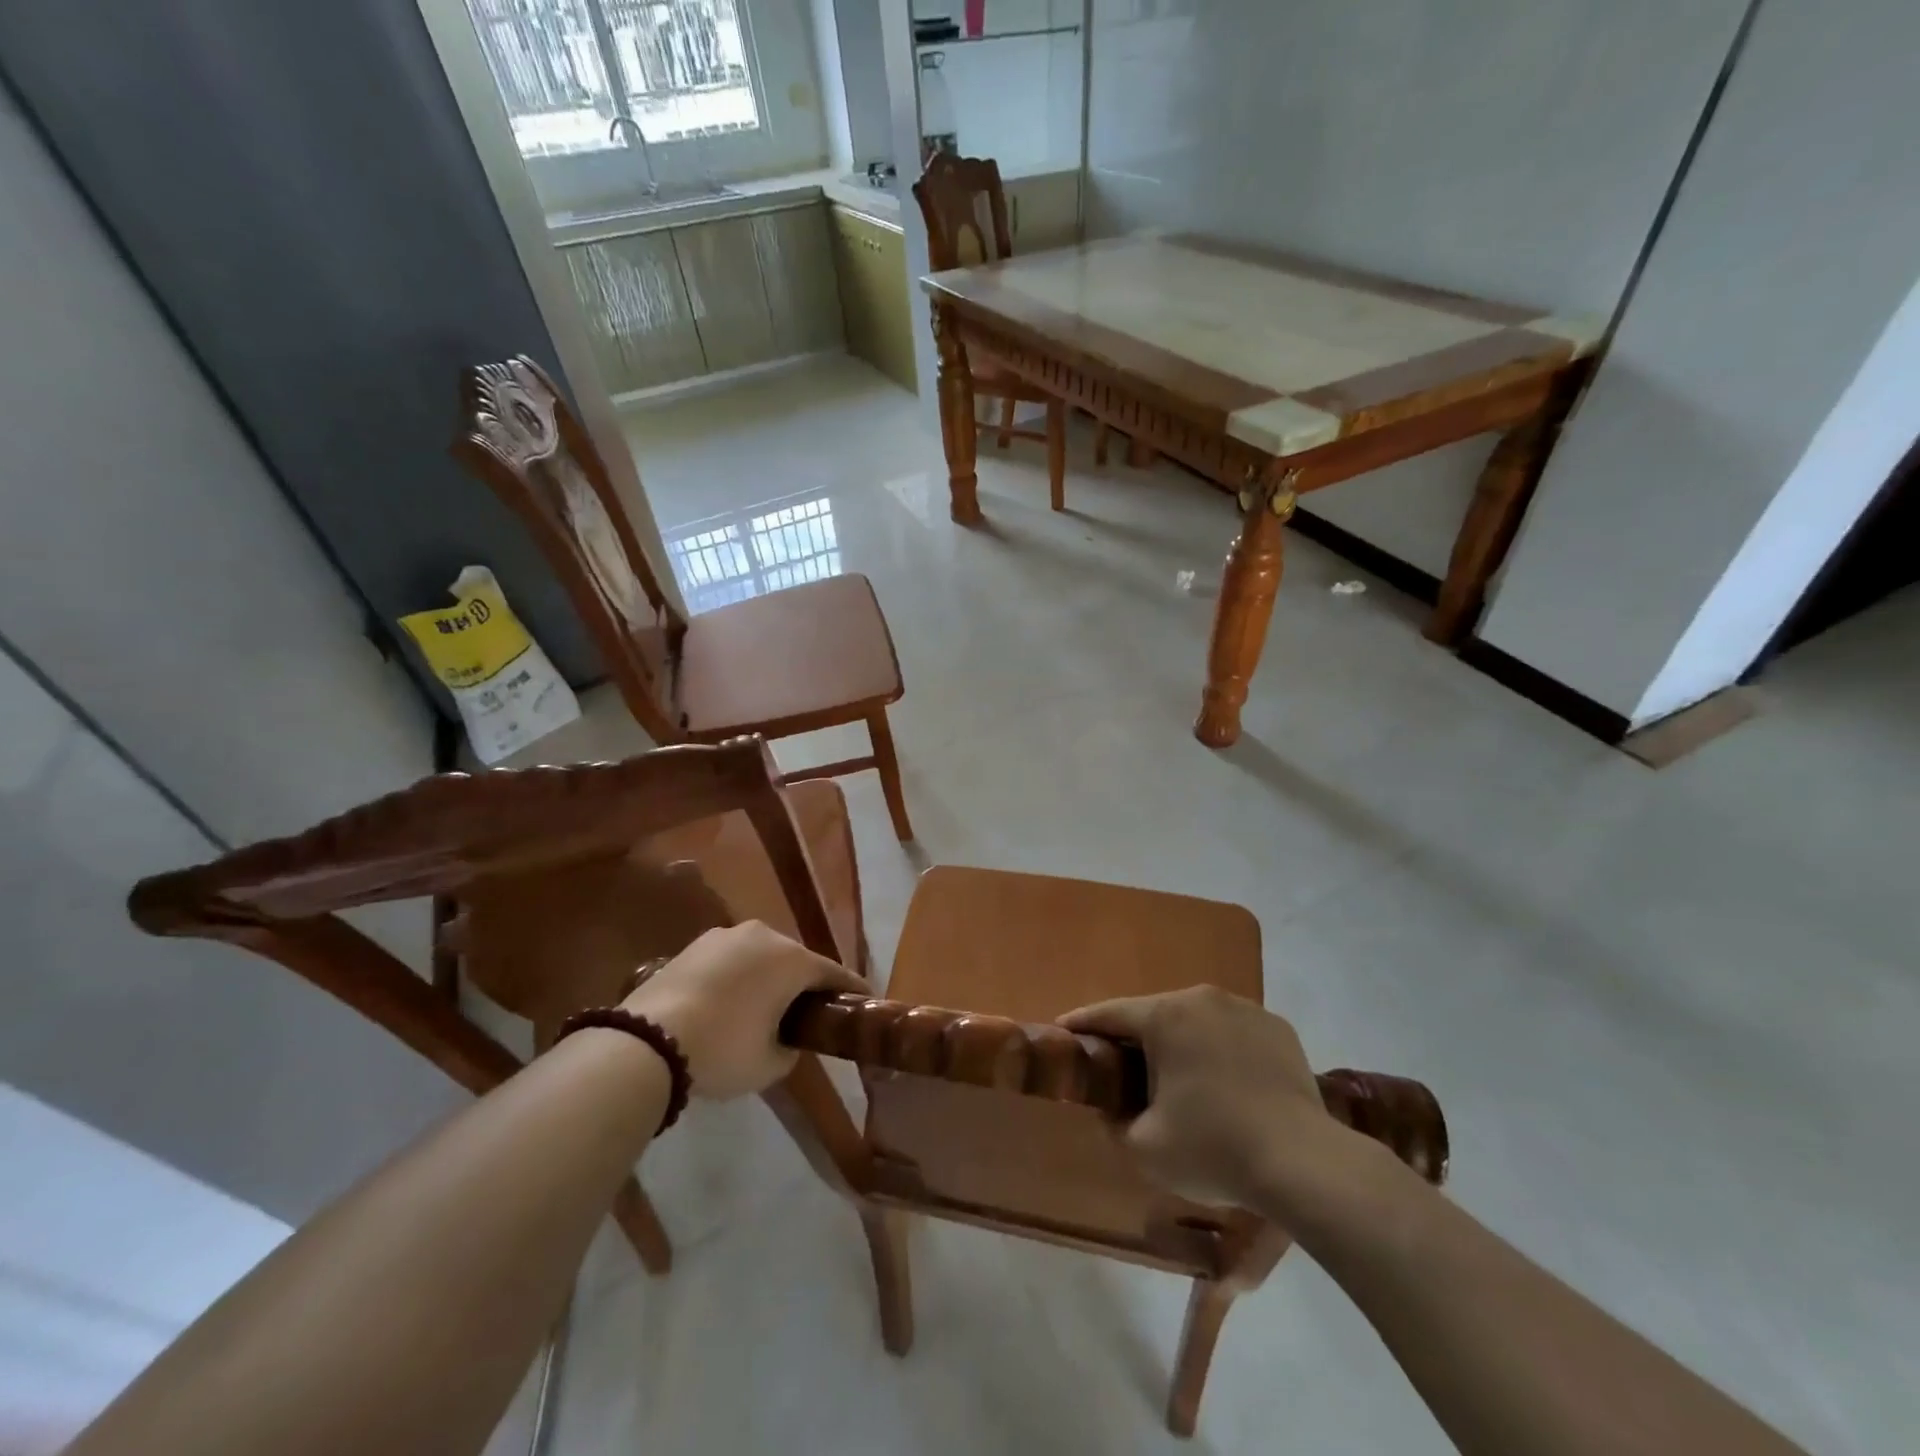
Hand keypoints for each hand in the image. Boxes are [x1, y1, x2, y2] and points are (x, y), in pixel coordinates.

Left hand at [621, 922, 863, 1098]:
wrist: (645, 1042)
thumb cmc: (722, 1050)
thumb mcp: (770, 1064)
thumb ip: (792, 1047)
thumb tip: (789, 1039)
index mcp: (792, 959)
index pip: (834, 973)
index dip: (852, 990)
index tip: (865, 1000)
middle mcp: (764, 935)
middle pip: (796, 960)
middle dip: (805, 984)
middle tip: (808, 1013)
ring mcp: (725, 936)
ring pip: (761, 956)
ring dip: (769, 977)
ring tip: (764, 1007)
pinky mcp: (694, 945)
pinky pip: (731, 960)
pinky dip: (738, 977)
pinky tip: (728, 1003)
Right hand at [1060, 986, 1345, 1213]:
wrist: (1305, 1164)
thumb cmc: (1214, 1149)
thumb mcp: (1144, 1148)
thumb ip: (1115, 1122)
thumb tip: (1114, 1111)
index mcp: (1166, 1016)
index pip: (1111, 1013)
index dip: (1083, 1023)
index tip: (1063, 1028)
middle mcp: (1203, 999)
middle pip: (1156, 1014)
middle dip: (1136, 1038)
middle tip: (1123, 1067)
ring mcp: (1246, 1009)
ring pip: (1197, 1021)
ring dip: (1181, 1042)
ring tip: (1178, 1078)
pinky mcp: (1278, 1028)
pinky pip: (1234, 1032)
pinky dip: (1220, 1050)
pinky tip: (1224, 1083)